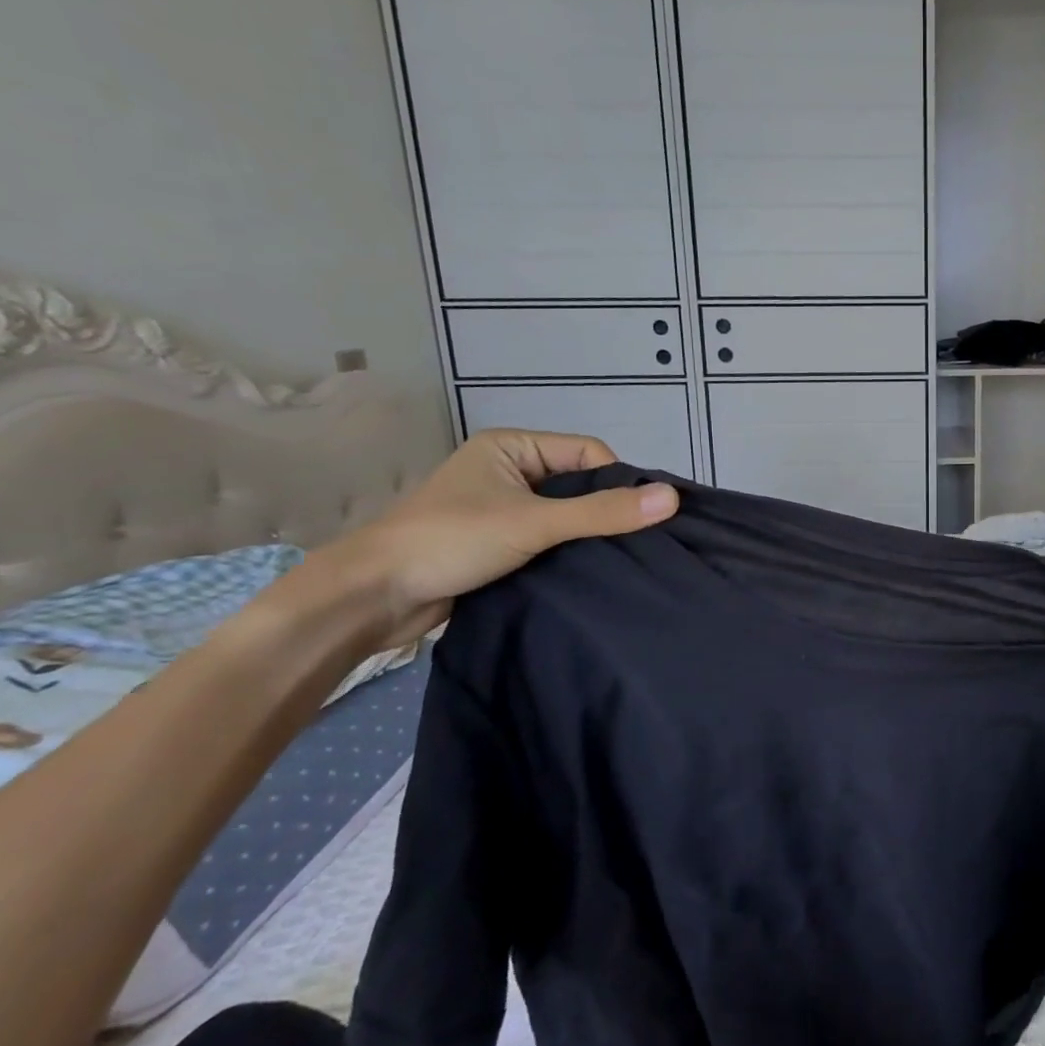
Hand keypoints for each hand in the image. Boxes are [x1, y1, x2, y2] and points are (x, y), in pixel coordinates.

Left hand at [314, 430, 677, 646]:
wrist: (372, 597)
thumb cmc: (451, 541)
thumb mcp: (535, 522)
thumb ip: (603, 512)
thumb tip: (672, 499)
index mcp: (512, 447)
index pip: (589, 454)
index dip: (617, 483)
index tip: (637, 518)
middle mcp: (508, 471)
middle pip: (579, 485)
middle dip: (603, 512)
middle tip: (632, 543)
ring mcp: (501, 508)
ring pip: (565, 515)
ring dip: (585, 536)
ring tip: (614, 560)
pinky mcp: (497, 543)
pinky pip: (547, 539)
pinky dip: (566, 553)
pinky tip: (586, 572)